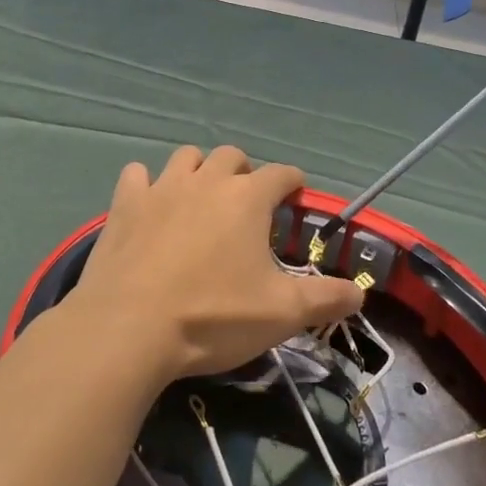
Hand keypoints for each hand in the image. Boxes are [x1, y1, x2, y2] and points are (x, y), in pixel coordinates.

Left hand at [60, 146, 364, 385]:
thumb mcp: (281, 314)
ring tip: (201, 199)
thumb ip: (324, 299)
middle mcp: (207, 180)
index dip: (292, 183)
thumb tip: (360, 293)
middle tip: (247, 203)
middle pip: (232, 156)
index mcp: (247, 199)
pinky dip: (147, 184)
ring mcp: (162, 188)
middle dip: (244, 172)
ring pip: (186, 157)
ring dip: (199, 170)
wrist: (129, 329)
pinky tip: (150, 205)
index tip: (295, 196)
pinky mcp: (125, 204)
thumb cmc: (213, 317)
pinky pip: (138, 175)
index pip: (281, 174)